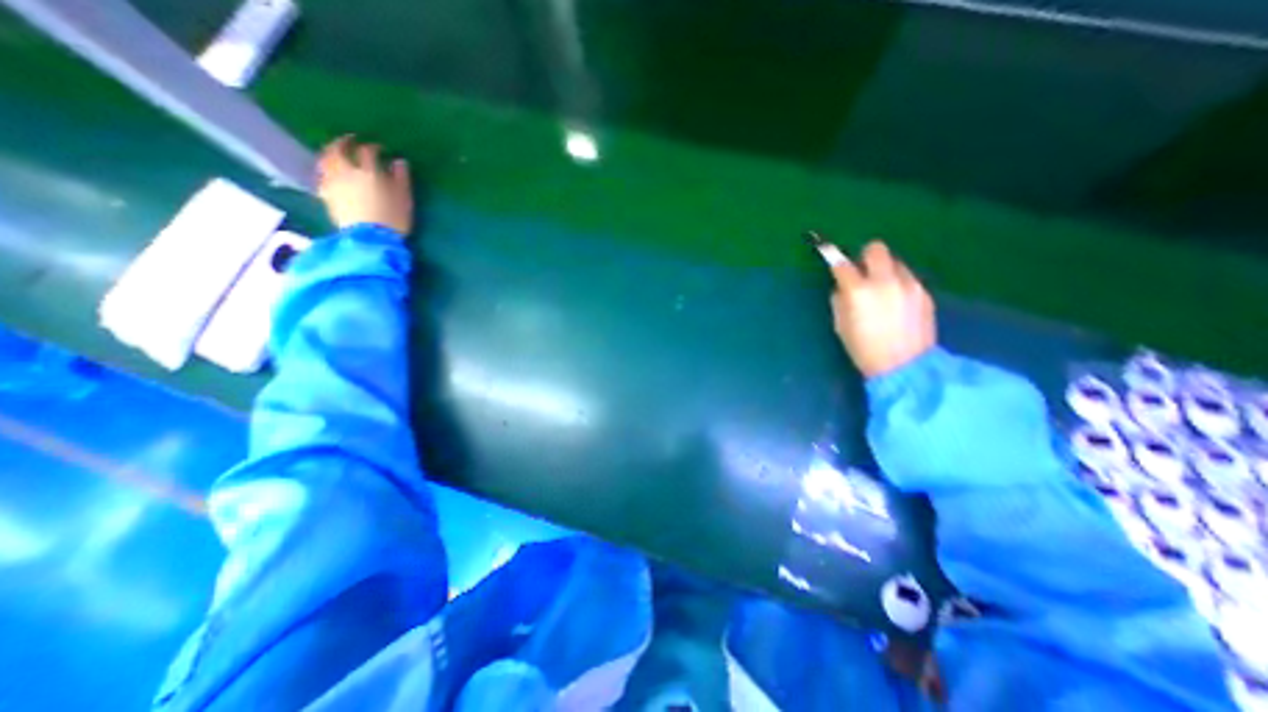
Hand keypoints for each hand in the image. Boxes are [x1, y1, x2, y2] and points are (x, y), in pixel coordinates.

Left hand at [320, 136, 413, 234]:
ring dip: (330, 153)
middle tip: (350, 140)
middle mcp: (347, 172)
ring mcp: (333, 182)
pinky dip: (325, 170)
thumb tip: (399, 161)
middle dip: (344, 142)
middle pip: (339, 150)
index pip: (368, 152)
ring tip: (335, 153)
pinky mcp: (326, 195)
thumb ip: (401, 179)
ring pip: (326, 160)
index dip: (374, 147)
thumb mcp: (404, 199)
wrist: (371, 239)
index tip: (380, 148)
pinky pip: (322, 176)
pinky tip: (329, 173)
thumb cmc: (393, 219)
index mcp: (369, 172)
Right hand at [817, 240, 933, 378]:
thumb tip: (843, 287)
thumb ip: (840, 300)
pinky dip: (899, 284)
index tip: (832, 261)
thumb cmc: (864, 349)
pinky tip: (897, 304)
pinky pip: (908, 278)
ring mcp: (909, 285)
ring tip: (882, 291)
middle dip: (865, 257)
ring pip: (895, 263)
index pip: (842, 264)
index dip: (834, 261)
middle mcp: (885, 281)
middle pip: (876, 249)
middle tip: (862, 273)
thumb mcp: (841, 325)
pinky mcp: (924, 292)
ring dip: (884, 271)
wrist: (905, 366)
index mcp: (859, 291)